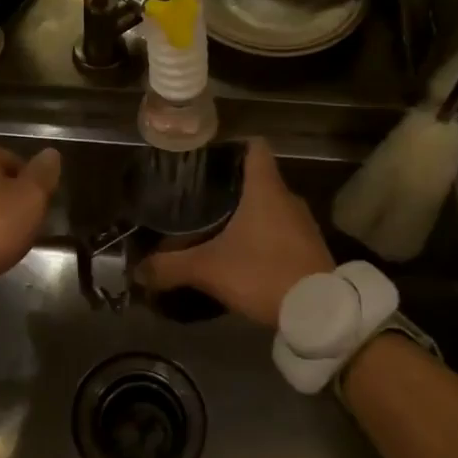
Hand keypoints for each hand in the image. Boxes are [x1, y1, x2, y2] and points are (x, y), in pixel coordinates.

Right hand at [137, 139, 332, 327]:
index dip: (231, 145)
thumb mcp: (209, 269)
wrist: (319, 312)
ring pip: (269, 205)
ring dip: (247, 212)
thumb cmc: (263, 273)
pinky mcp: (310, 247)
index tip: (206, 158)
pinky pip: (281, 229)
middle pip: (257, 178)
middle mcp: (287, 198)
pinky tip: (241, 252)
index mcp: (265, 189)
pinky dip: (262, 234)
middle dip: (229, 185)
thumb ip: (170, 267)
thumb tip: (137, 270)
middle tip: (198, 196)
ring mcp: (303, 223)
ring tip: (215, 224)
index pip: (254, 147)